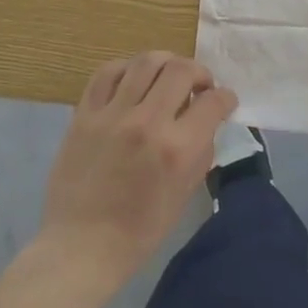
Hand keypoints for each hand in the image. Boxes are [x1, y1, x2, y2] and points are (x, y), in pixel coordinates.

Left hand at [38, 52, 237, 290]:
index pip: (213, 102)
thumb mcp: (185, 193)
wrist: (81, 245)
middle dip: (199, 72)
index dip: (226, 98)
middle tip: (198, 86)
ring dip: (165, 63)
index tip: (224, 101)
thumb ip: (200, 151)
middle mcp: (147, 122)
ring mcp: (112, 114)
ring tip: (168, 76)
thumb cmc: (140, 230)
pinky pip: (107, 72)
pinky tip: (133, 79)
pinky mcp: (84, 114)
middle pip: (181, 69)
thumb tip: (206, 121)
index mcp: (176, 149)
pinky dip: (127, 68)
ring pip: (145, 62)